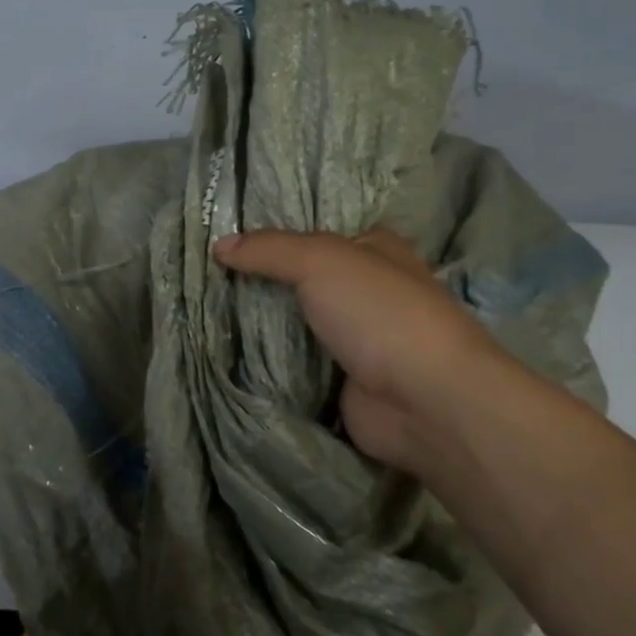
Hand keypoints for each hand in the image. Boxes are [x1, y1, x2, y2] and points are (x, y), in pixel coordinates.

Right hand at [212, 228, 493, 471]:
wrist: (426, 402)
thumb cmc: (380, 314)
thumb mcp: (320, 261)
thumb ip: (269, 250)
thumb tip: (218, 245)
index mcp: (377, 251)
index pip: (320, 234)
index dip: (279, 235)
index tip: (230, 240)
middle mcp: (370, 292)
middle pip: (306, 281)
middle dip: (265, 282)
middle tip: (211, 279)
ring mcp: (360, 341)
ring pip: (300, 325)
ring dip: (265, 325)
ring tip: (209, 314)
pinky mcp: (347, 383)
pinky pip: (299, 367)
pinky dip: (272, 364)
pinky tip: (232, 356)